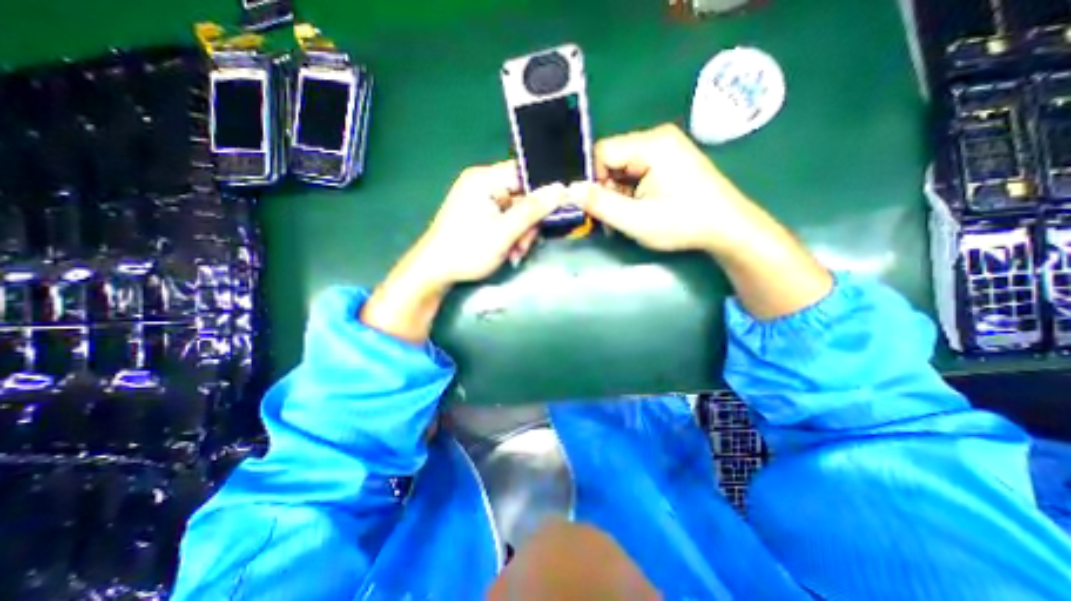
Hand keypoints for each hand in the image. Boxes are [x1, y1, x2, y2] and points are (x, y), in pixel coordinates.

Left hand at [413, 161, 564, 287]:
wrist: (434, 271)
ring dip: (521, 233)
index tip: (553, 214)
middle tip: (525, 246)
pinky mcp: (478, 213)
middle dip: (528, 223)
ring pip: (515, 211)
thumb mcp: (505, 231)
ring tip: (515, 253)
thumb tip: (562, 189)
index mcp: (484, 179)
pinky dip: (510, 235)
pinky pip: (504, 218)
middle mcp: (482, 183)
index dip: (542, 194)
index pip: (524, 175)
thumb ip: (533, 210)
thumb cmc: (468, 250)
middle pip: (521, 195)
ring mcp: (479, 199)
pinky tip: (509, 251)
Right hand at [569, 123, 770, 256]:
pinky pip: (636, 172)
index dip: (593, 180)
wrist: (727, 228)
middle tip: (615, 216)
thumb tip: (568, 191)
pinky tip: (640, 209)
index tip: (599, 207)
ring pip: (623, 167)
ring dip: (619, 193)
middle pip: (612, 159)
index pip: (602, 152)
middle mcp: (657, 138)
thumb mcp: (636, 219)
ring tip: (630, 216)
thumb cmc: (683, 224)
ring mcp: (666, 148)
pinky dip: (631, 192)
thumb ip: (600, 204)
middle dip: (607, 189)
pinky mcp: (669, 160)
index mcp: (651, 144)